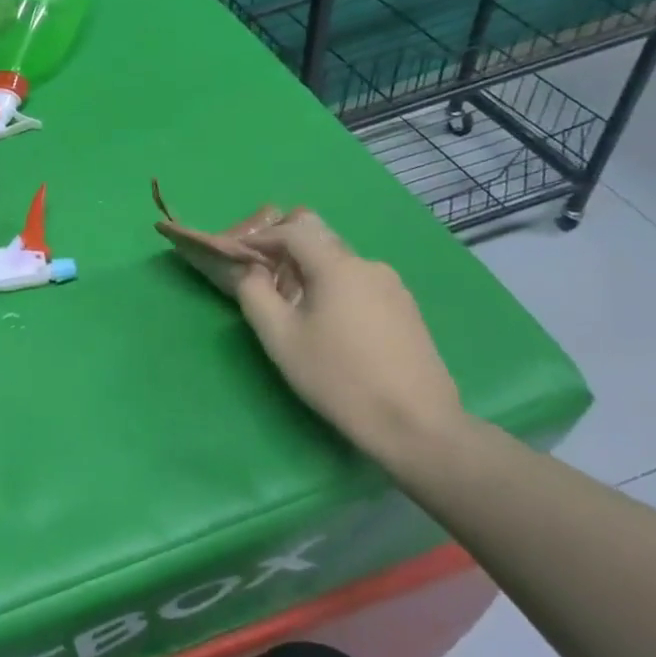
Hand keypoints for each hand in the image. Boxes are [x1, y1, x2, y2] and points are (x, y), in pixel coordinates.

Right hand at [229, 210, 465, 455]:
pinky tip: (330, 322)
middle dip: (286, 251)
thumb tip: (252, 270)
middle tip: (263, 276)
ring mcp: (394, 287)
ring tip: (294, 304)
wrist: (417, 425)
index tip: (239, 253)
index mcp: (338, 266)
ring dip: (311, 272)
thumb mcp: (280, 338)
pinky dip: (335, 289)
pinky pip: (360, 285)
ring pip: (341, 264)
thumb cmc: (338, 378)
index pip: (293, 231)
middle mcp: (369, 266)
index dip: (261, 237)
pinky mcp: (406, 310)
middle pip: (320, 241)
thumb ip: (255, 294)